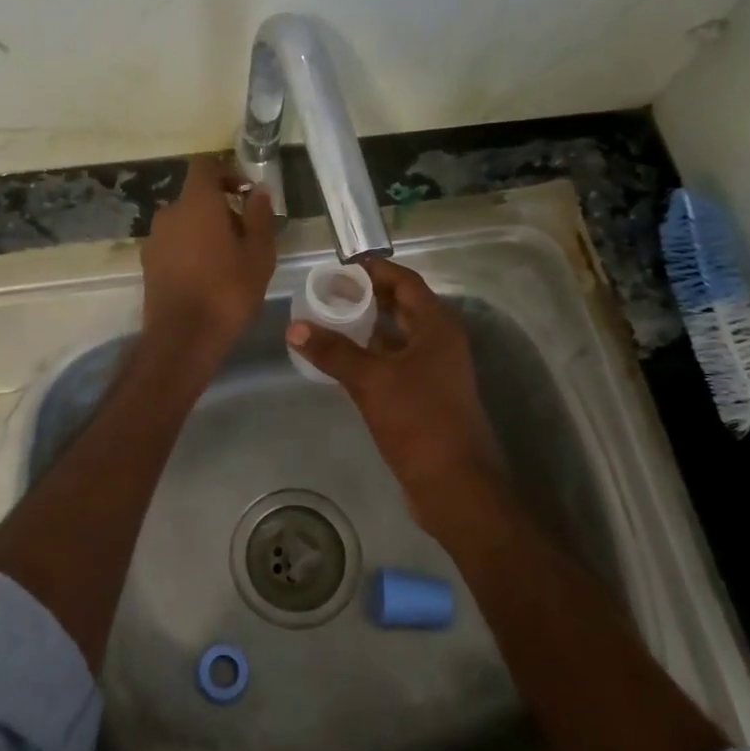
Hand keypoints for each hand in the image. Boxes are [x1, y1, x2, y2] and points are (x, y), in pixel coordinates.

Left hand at [141, 154, 276, 375]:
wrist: (182, 338)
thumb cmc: (227, 291)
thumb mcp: (259, 254)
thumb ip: (259, 216)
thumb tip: (258, 190)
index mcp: (196, 203)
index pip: (205, 166)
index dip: (226, 173)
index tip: (245, 194)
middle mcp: (169, 213)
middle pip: (195, 197)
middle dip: (220, 208)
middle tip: (245, 236)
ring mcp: (154, 239)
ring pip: (184, 222)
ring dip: (204, 231)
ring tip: (228, 260)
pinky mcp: (148, 264)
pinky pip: (173, 244)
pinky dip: (189, 250)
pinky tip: (207, 276)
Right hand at [288, 257, 507, 535]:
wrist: (455, 483)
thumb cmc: (419, 421)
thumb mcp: (371, 381)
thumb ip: (333, 351)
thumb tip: (294, 327)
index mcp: (436, 325)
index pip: (404, 281)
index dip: (374, 270)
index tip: (339, 267)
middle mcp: (439, 340)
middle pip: (401, 305)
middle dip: (366, 296)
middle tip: (327, 292)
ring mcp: (435, 369)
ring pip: (397, 335)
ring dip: (367, 326)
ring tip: (328, 320)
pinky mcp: (426, 394)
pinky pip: (395, 361)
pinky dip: (371, 354)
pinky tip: (343, 360)